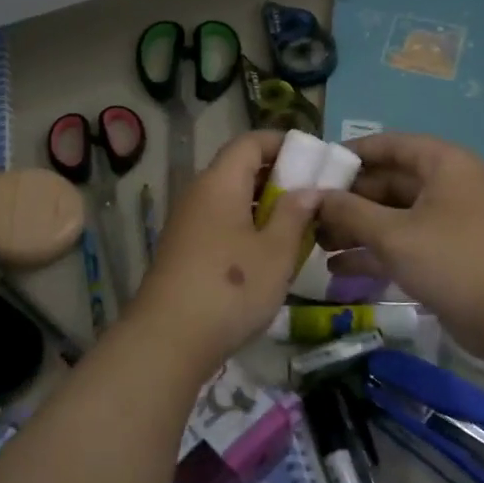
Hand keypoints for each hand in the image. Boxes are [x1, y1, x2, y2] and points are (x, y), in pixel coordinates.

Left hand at [127, 131, 320, 370]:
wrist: (169, 340)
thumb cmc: (231, 288)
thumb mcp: (276, 251)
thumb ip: (295, 214)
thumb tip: (309, 190)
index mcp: (219, 182)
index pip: (250, 142)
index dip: (283, 144)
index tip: (314, 160)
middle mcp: (199, 194)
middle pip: (239, 169)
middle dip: (278, 177)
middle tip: (313, 197)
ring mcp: (187, 223)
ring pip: (231, 199)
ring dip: (264, 206)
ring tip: (297, 227)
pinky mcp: (184, 251)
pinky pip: (220, 223)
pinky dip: (247, 227)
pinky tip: (267, 254)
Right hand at [316, 133, 483, 359]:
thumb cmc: (452, 260)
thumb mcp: (394, 234)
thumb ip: (349, 211)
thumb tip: (312, 196)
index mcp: (442, 164)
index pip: (388, 145)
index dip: (349, 154)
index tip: (312, 169)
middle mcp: (445, 185)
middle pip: (386, 182)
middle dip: (346, 199)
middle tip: (306, 213)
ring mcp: (445, 220)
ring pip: (391, 215)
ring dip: (355, 228)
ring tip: (313, 243)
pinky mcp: (443, 253)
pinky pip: (401, 242)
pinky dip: (373, 252)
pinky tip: (336, 268)